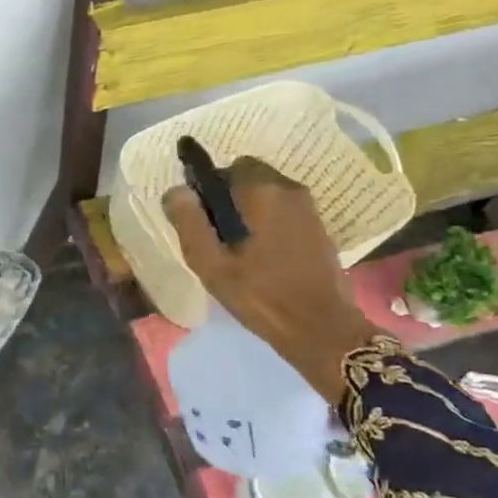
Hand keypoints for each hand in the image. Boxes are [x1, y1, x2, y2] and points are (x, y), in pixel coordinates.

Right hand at [163, 159, 379, 402]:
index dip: (208, 189)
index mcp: (262, 191)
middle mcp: (289, 189)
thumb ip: (189, 222)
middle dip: (229, 198)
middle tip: (217, 237)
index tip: (201, 220)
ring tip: (238, 249)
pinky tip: (261, 255)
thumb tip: (176, 190)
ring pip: (267, 195)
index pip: (226, 168)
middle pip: (248, 178)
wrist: (321, 328)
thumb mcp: (211, 263)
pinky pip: (283, 211)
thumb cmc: (260, 294)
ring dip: (249, 211)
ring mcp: (309, 208)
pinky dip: (268, 222)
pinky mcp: (319, 227)